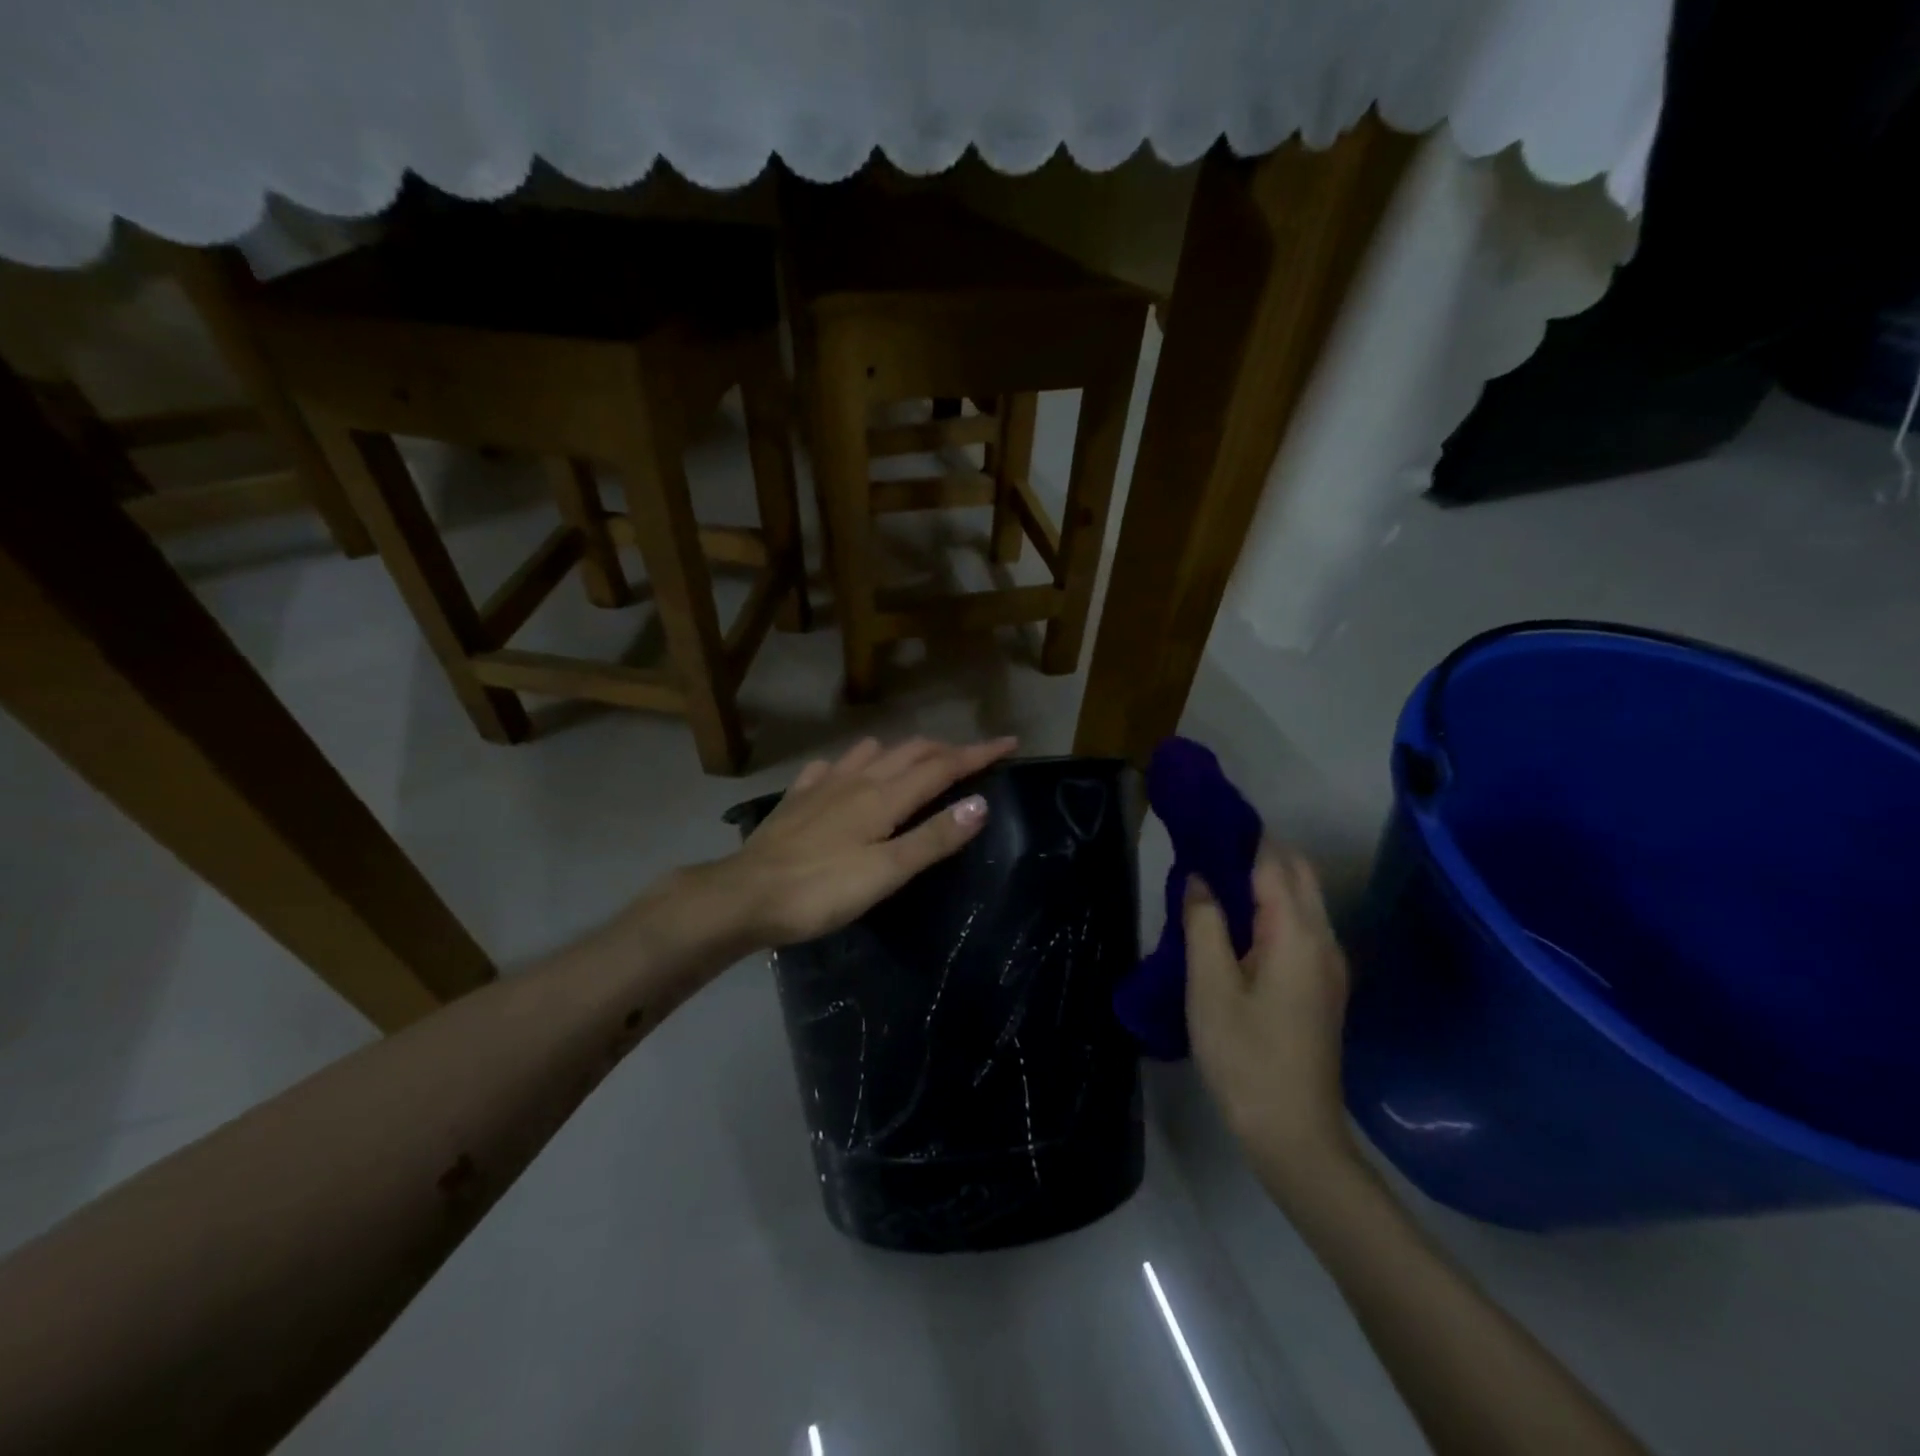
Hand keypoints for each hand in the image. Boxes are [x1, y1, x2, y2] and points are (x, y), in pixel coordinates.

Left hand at [723, 735, 1017, 946]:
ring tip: (918, 762)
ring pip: (872, 753)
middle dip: (947, 749)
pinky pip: (832, 767)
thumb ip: (933, 838)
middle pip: (911, 752)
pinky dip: (853, 763)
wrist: (743, 895)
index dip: (979, 753)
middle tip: (973, 758)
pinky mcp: (798, 797)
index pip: (943, 766)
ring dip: (902, 751)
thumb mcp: (886, 872)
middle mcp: (857, 779)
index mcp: (884, 797)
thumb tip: (980, 803)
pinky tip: (846, 774)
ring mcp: (823, 784)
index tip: (1010, 742)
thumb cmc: (820, 890)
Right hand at [1185, 846, 1354, 1194]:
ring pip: (1303, 898)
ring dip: (1267, 876)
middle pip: (1297, 873)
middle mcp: (1323, 939)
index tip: (1208, 817)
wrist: (1294, 1133)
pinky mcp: (1323, 985)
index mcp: (1297, 934)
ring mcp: (1328, 964)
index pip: (1274, 862)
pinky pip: (1300, 924)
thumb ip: (1205, 924)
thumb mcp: (1210, 987)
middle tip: (1208, 842)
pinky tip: (1238, 918)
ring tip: (1216, 873)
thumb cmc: (1245, 1057)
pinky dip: (1273, 905)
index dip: (1244, 835)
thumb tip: (1200, 879)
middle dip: (1259, 849)